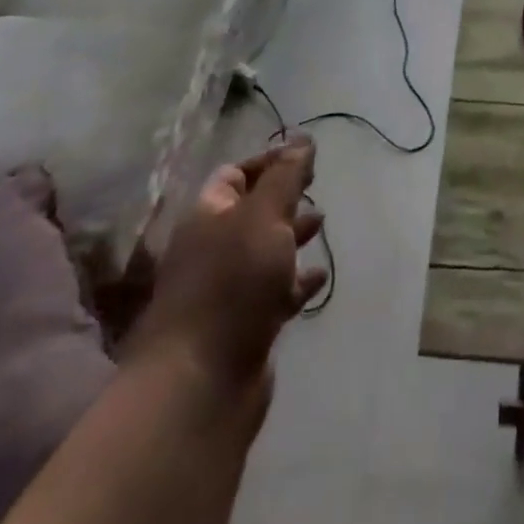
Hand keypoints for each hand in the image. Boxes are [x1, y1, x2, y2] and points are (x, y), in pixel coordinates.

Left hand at [128, 141, 325, 390]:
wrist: (201, 385)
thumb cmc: (231, 285)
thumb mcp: (264, 216)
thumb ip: (286, 176)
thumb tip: (302, 138)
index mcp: (208, 216)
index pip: (236, 174)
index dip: (269, 162)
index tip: (306, 157)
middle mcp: (213, 248)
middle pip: (251, 211)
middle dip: (283, 197)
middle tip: (316, 186)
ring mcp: (227, 291)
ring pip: (264, 252)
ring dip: (291, 236)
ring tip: (322, 223)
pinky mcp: (244, 327)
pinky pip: (275, 293)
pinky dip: (298, 281)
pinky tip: (320, 276)